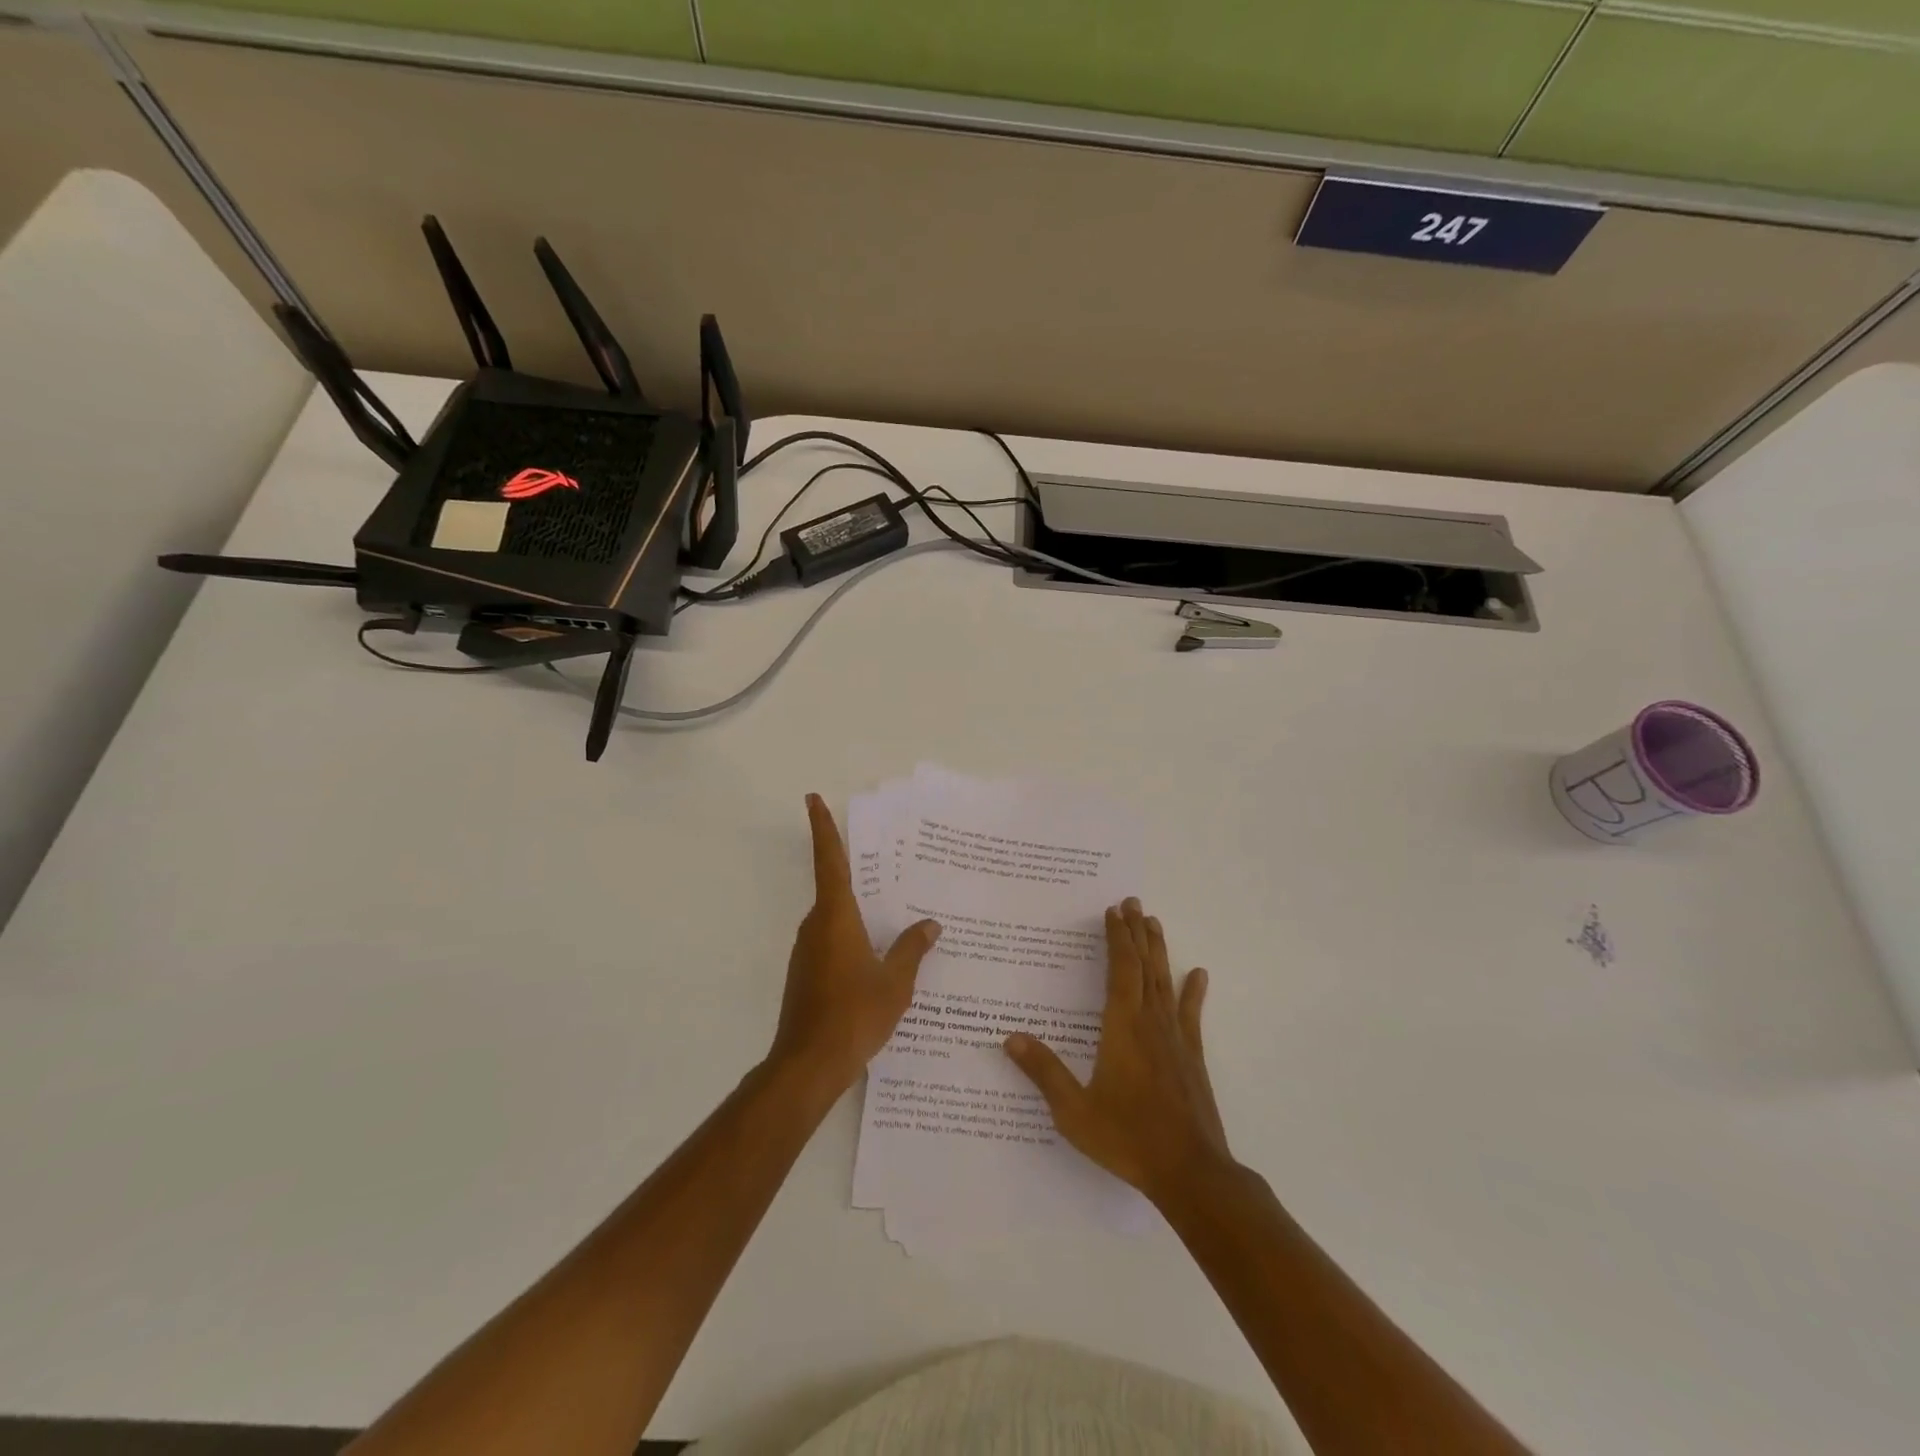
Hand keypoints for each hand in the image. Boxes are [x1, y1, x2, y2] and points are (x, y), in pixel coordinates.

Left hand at [768, 795, 940, 1096]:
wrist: (808, 1065)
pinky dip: (853, 938)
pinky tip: (878, 956)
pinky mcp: (806, 974)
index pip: (830, 861)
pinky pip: (833, 941)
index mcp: (836, 917)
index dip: (823, 828)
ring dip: (859, 911)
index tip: (812, 798)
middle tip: (892, 866)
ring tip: (895, 913)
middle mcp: (816, 926)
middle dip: (858, 874)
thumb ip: (912, 949)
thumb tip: (930, 924)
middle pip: (835, 888)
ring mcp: (807, 951)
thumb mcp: (895, 982)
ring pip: (835, 918)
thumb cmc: (854, 1015)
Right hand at [1005, 898, 1230, 1203]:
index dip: (1116, 939)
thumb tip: (1010, 1038)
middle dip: (1136, 932)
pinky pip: (1191, 1014)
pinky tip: (1198, 974)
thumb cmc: (1128, 1138)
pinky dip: (1194, 991)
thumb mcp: (1074, 1111)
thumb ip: (1044, 1072)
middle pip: (1144, 966)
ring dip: (1159, 950)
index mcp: (1122, 1028)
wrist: (1190, 1172)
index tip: (1112, 911)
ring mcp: (1175, 1038)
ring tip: (1154, 922)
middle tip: (1133, 902)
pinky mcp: (1192, 1056)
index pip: (1120, 971)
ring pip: (1166, 981)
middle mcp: (1150, 1023)